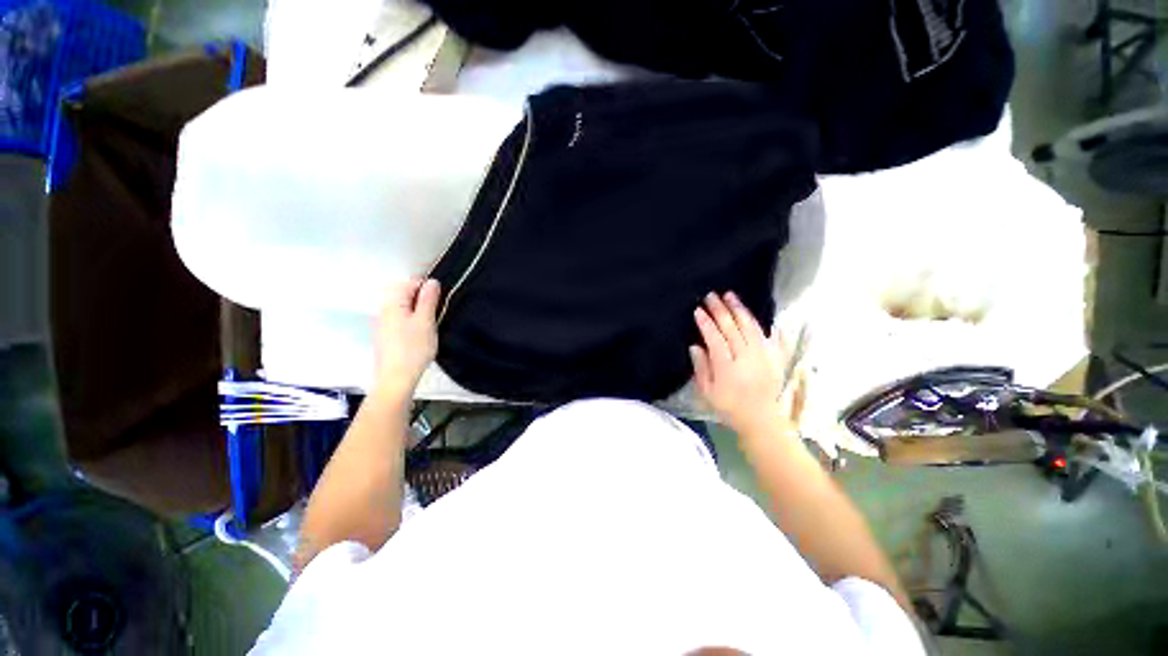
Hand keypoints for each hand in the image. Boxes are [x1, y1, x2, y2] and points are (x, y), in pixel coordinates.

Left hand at [372, 278, 439, 399]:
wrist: (394, 381)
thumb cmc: (412, 350)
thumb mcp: (426, 321)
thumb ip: (429, 299)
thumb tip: (431, 281)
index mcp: (393, 301)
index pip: (413, 283)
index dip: (428, 291)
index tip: (437, 307)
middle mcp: (384, 309)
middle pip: (407, 297)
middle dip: (421, 305)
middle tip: (432, 322)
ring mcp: (381, 325)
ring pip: (403, 312)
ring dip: (416, 318)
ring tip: (425, 334)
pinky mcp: (383, 339)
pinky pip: (398, 325)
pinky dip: (409, 329)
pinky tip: (415, 343)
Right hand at [689, 292, 803, 439]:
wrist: (760, 418)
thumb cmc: (730, 408)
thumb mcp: (708, 394)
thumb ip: (701, 369)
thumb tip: (695, 346)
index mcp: (726, 366)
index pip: (714, 338)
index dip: (706, 323)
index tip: (698, 310)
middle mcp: (745, 355)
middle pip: (732, 327)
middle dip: (720, 309)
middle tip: (711, 295)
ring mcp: (761, 353)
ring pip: (749, 325)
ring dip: (739, 309)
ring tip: (730, 296)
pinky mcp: (772, 355)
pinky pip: (766, 333)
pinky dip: (759, 322)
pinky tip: (753, 314)